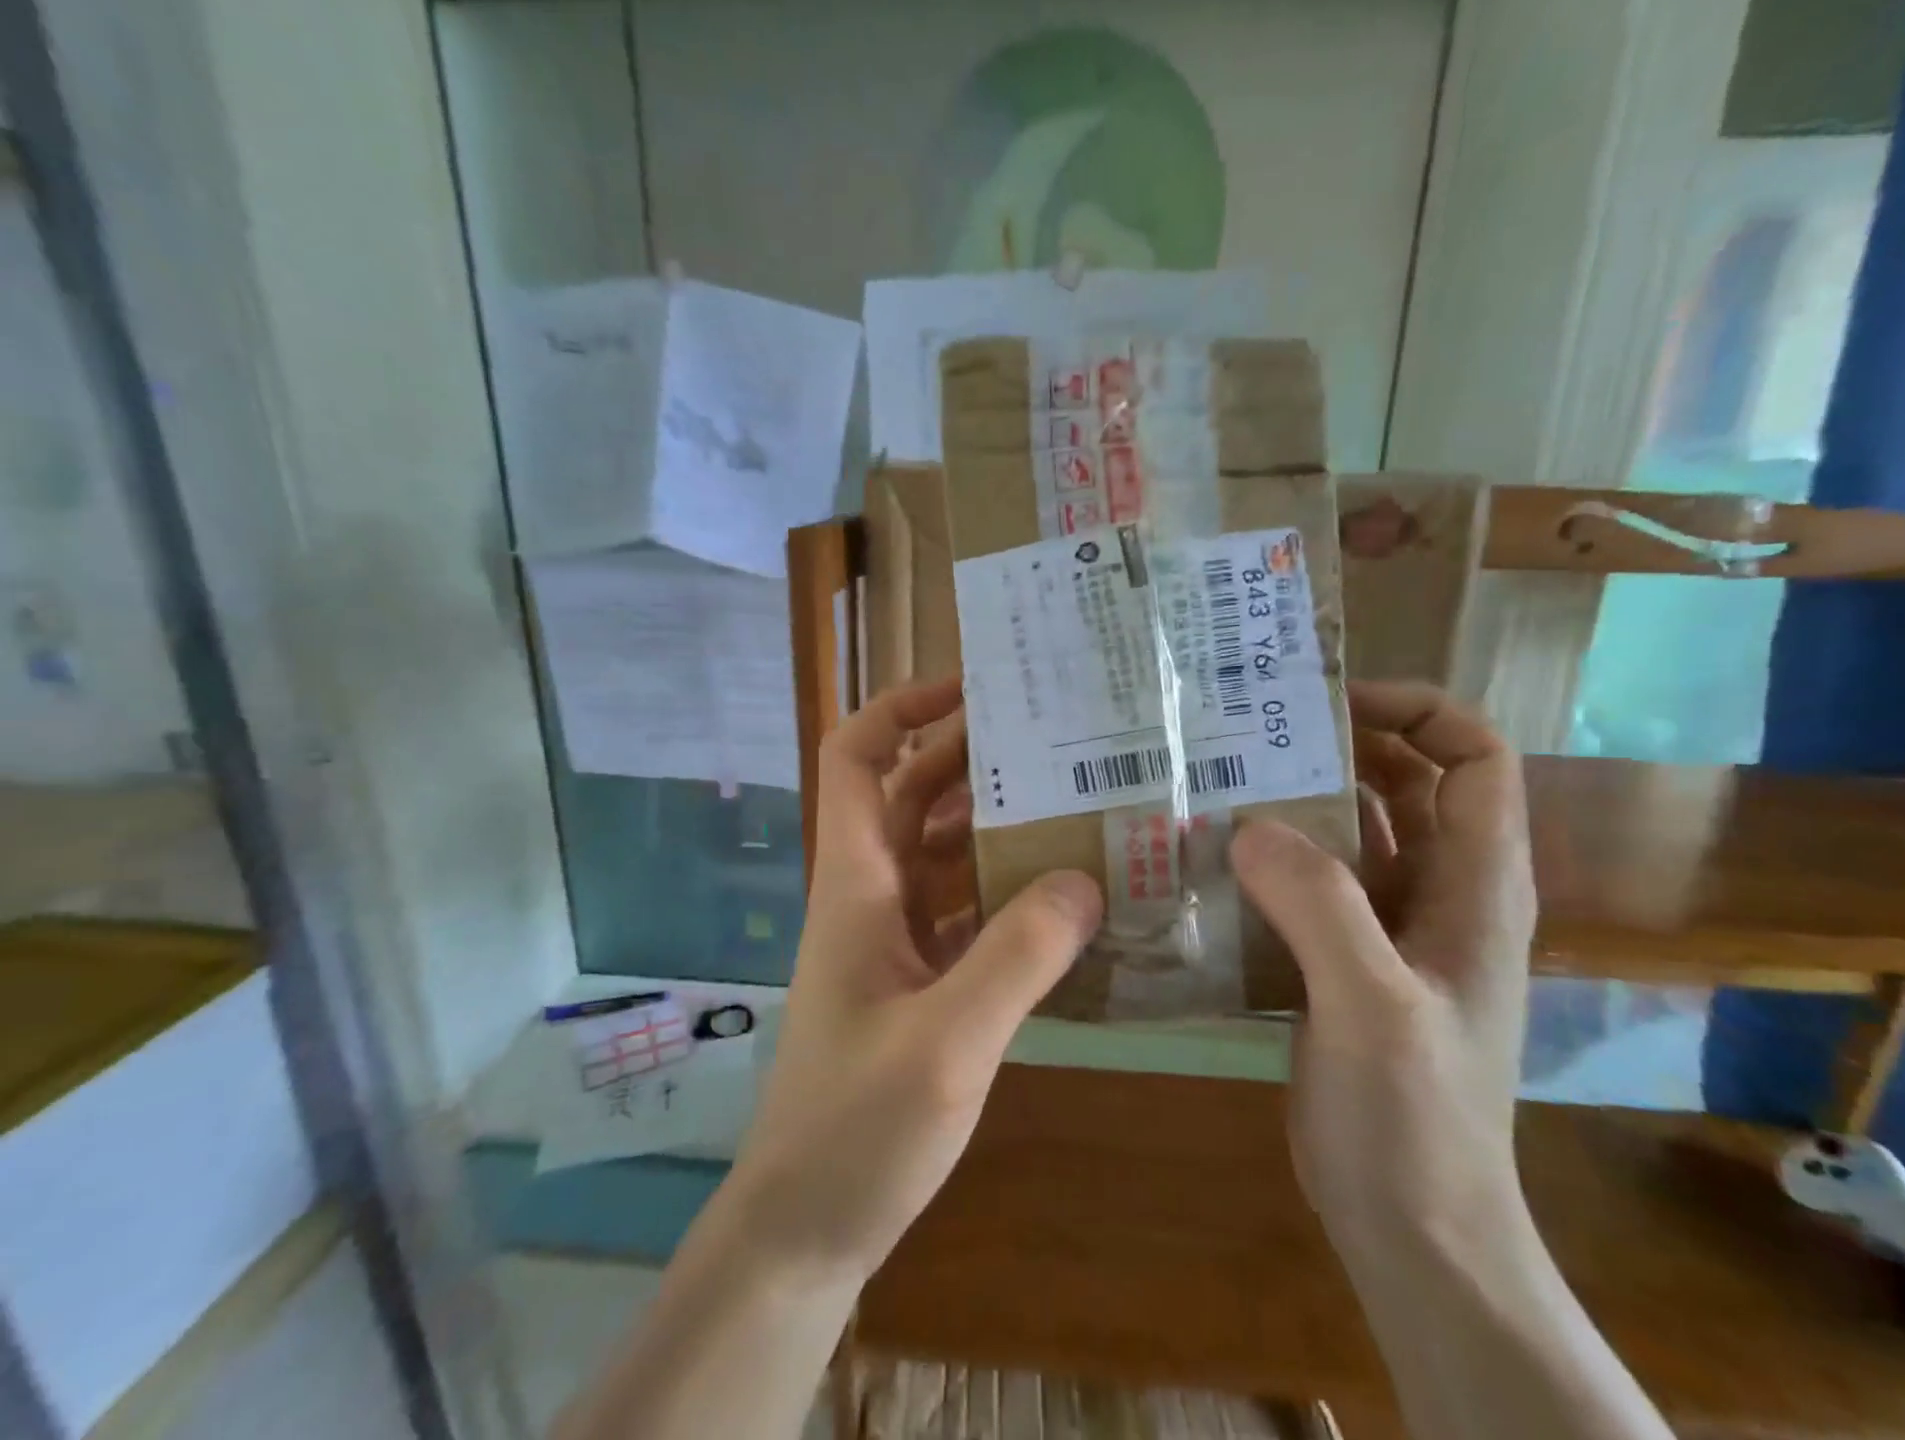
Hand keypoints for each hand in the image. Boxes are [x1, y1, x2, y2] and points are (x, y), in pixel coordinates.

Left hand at [724, 678, 1103, 1286]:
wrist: (804, 1227)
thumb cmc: (854, 1131)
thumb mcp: (945, 1044)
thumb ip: (1016, 959)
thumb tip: (1084, 878)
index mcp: (856, 883)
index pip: (856, 758)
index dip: (901, 709)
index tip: (971, 691)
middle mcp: (871, 895)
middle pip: (912, 794)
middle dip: (971, 757)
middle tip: (1053, 741)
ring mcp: (894, 939)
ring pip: (942, 851)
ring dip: (995, 823)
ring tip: (1074, 804)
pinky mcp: (918, 980)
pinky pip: (965, 909)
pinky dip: (1006, 891)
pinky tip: (1064, 898)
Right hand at [1229, 681, 1536, 1263]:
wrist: (1409, 1225)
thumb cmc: (1412, 1119)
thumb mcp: (1372, 1006)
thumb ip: (1320, 906)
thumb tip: (1247, 824)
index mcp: (1474, 886)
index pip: (1474, 759)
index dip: (1416, 711)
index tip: (1328, 703)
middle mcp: (1434, 892)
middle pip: (1400, 783)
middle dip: (1333, 744)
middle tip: (1247, 728)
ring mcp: (1385, 927)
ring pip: (1344, 831)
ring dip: (1290, 799)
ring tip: (1215, 778)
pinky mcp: (1339, 956)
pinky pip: (1304, 880)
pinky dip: (1265, 856)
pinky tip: (1207, 855)